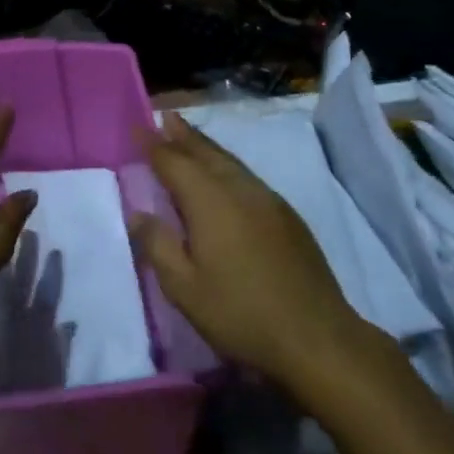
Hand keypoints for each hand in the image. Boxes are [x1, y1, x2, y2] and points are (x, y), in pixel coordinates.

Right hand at [131, 112, 368, 391]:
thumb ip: (158, 246)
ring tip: (190, 137)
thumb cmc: (240, 313)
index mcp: (210, 201)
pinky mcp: (287, 216)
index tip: (138, 127)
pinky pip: (248, 177)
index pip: (174, 162)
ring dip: (207, 147)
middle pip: (206, 153)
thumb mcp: (184, 288)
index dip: (154, 145)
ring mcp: (268, 200)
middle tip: (167, 117)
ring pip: (231, 163)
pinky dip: (228, 166)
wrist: (316, 336)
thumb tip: (138, 213)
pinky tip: (227, 176)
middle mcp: (240, 189)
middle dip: (184, 135)